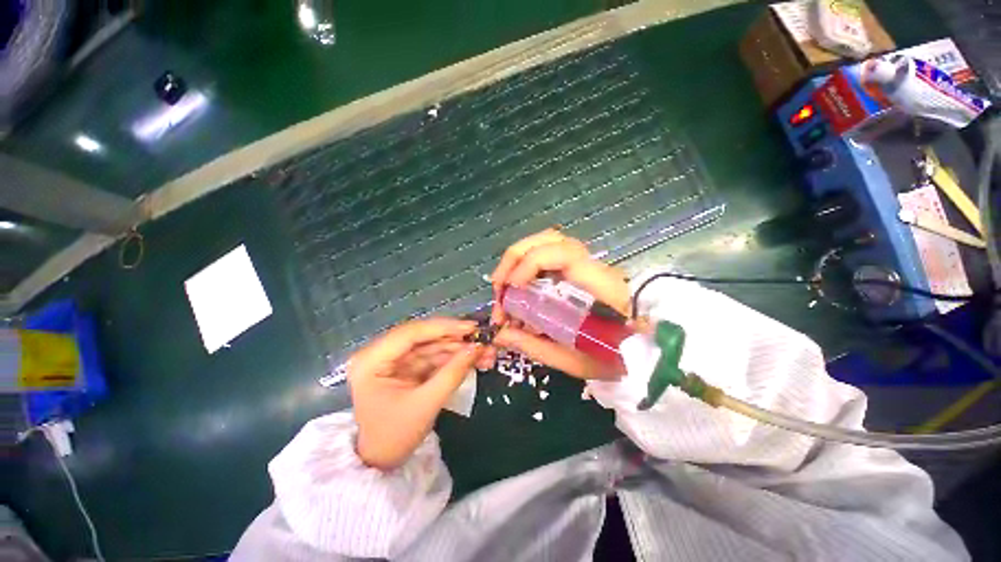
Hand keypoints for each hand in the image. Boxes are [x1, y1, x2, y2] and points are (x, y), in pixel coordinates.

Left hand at [348, 318, 484, 469]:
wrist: (382, 462)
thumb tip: (478, 347)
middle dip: (455, 339)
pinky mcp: (406, 367)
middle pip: (423, 337)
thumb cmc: (395, 436)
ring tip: (484, 352)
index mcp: (372, 360)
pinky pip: (432, 357)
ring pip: (431, 345)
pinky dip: (453, 358)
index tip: (471, 327)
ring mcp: (394, 359)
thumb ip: (453, 373)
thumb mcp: (426, 404)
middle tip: (483, 340)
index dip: (443, 327)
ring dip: (458, 348)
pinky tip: (472, 359)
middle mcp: (380, 353)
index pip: (411, 333)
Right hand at [489, 229, 630, 379]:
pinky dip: (528, 263)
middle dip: (516, 256)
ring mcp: (586, 265)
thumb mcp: (574, 360)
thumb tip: (500, 334)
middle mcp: (592, 267)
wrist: (644, 351)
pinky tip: (520, 282)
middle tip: (499, 285)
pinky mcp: (580, 270)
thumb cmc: (615, 358)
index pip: (564, 255)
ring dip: (520, 256)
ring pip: (550, 241)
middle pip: (552, 239)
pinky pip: (551, 254)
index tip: (511, 287)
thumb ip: (535, 346)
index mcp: (599, 286)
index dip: (531, 263)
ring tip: (505, 281)